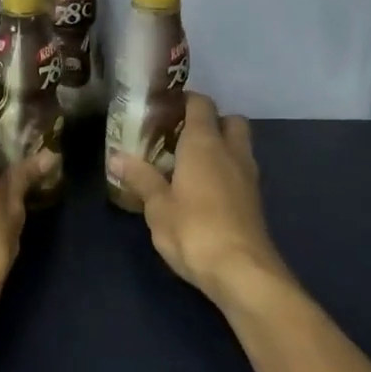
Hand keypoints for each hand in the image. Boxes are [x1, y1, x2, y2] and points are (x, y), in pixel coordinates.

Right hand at [112, 94, 290, 304]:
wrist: (241, 271)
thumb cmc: (193, 230)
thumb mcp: (157, 206)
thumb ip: (140, 178)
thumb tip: (116, 156)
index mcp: (205, 144)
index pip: (201, 104)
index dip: (184, 100)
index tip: (163, 107)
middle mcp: (231, 152)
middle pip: (230, 120)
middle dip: (209, 121)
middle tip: (179, 136)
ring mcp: (248, 176)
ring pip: (239, 145)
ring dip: (220, 146)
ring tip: (187, 164)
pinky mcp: (254, 200)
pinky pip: (240, 170)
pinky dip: (225, 170)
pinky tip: (202, 190)